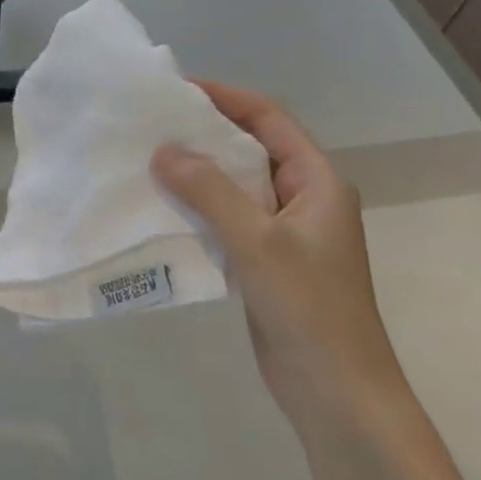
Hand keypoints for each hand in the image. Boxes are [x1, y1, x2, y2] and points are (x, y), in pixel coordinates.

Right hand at [151, 81, 410, 430]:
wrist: (335, 390)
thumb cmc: (308, 307)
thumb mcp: (258, 241)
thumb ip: (209, 192)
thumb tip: (163, 150)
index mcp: (316, 181)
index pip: (269, 119)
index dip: (226, 97)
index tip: (176, 89)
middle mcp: (301, 199)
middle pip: (249, 149)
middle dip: (203, 134)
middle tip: (149, 125)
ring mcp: (282, 233)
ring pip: (233, 187)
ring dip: (195, 174)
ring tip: (145, 161)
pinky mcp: (262, 262)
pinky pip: (225, 221)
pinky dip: (195, 210)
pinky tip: (159, 210)